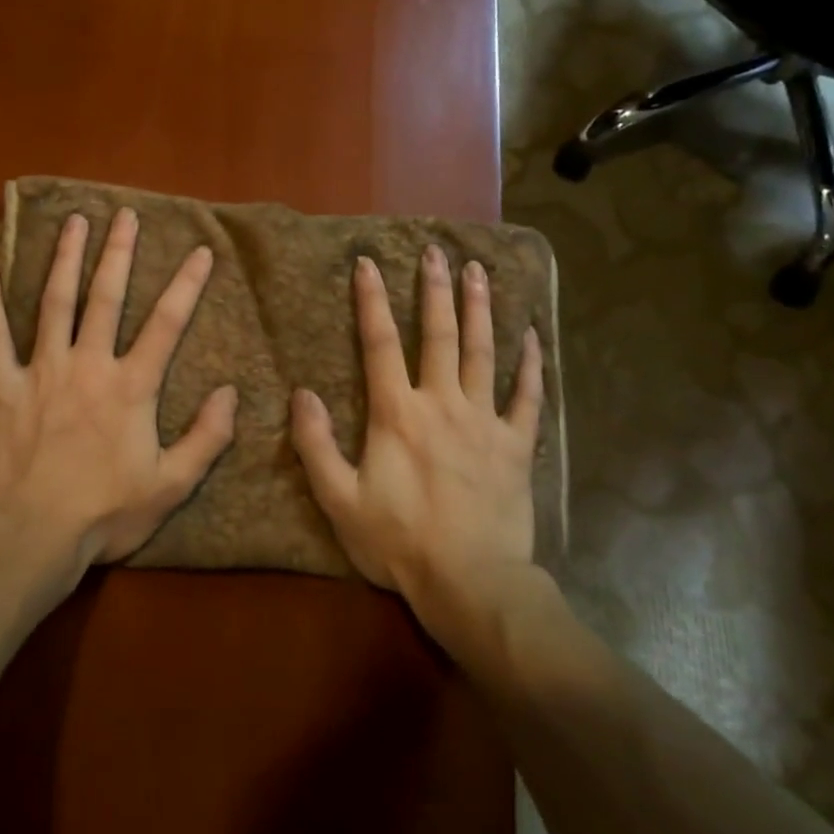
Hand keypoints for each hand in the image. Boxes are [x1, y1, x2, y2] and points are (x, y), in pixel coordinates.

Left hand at [0, 209, 237, 579]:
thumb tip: (230, 393)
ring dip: (65, 258)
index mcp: (130, 387)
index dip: (187, 285)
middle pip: (106, 297)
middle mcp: (88, 365)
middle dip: (118, 252)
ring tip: (74, 221)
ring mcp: (41, 371)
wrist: (30, 536)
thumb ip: (206, 438)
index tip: (201, 251)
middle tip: (124, 214)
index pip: (166, 324)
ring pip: (55, 302)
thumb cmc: (104, 513)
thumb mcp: (171, 485)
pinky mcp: (2, 387)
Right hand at [290, 247, 543, 611]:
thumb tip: (301, 394)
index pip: (379, 343)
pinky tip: (533, 336)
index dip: (371, 301)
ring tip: (479, 272)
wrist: (470, 582)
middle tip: (436, 251)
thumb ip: (315, 444)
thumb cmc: (398, 541)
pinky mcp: (515, 444)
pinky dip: (530, 365)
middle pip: (438, 334)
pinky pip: (527, 396)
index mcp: (396, 413)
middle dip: (434, 289)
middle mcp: (442, 403)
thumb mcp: (339, 499)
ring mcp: (484, 421)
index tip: (368, 263)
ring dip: (480, 309)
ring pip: (483, 352)